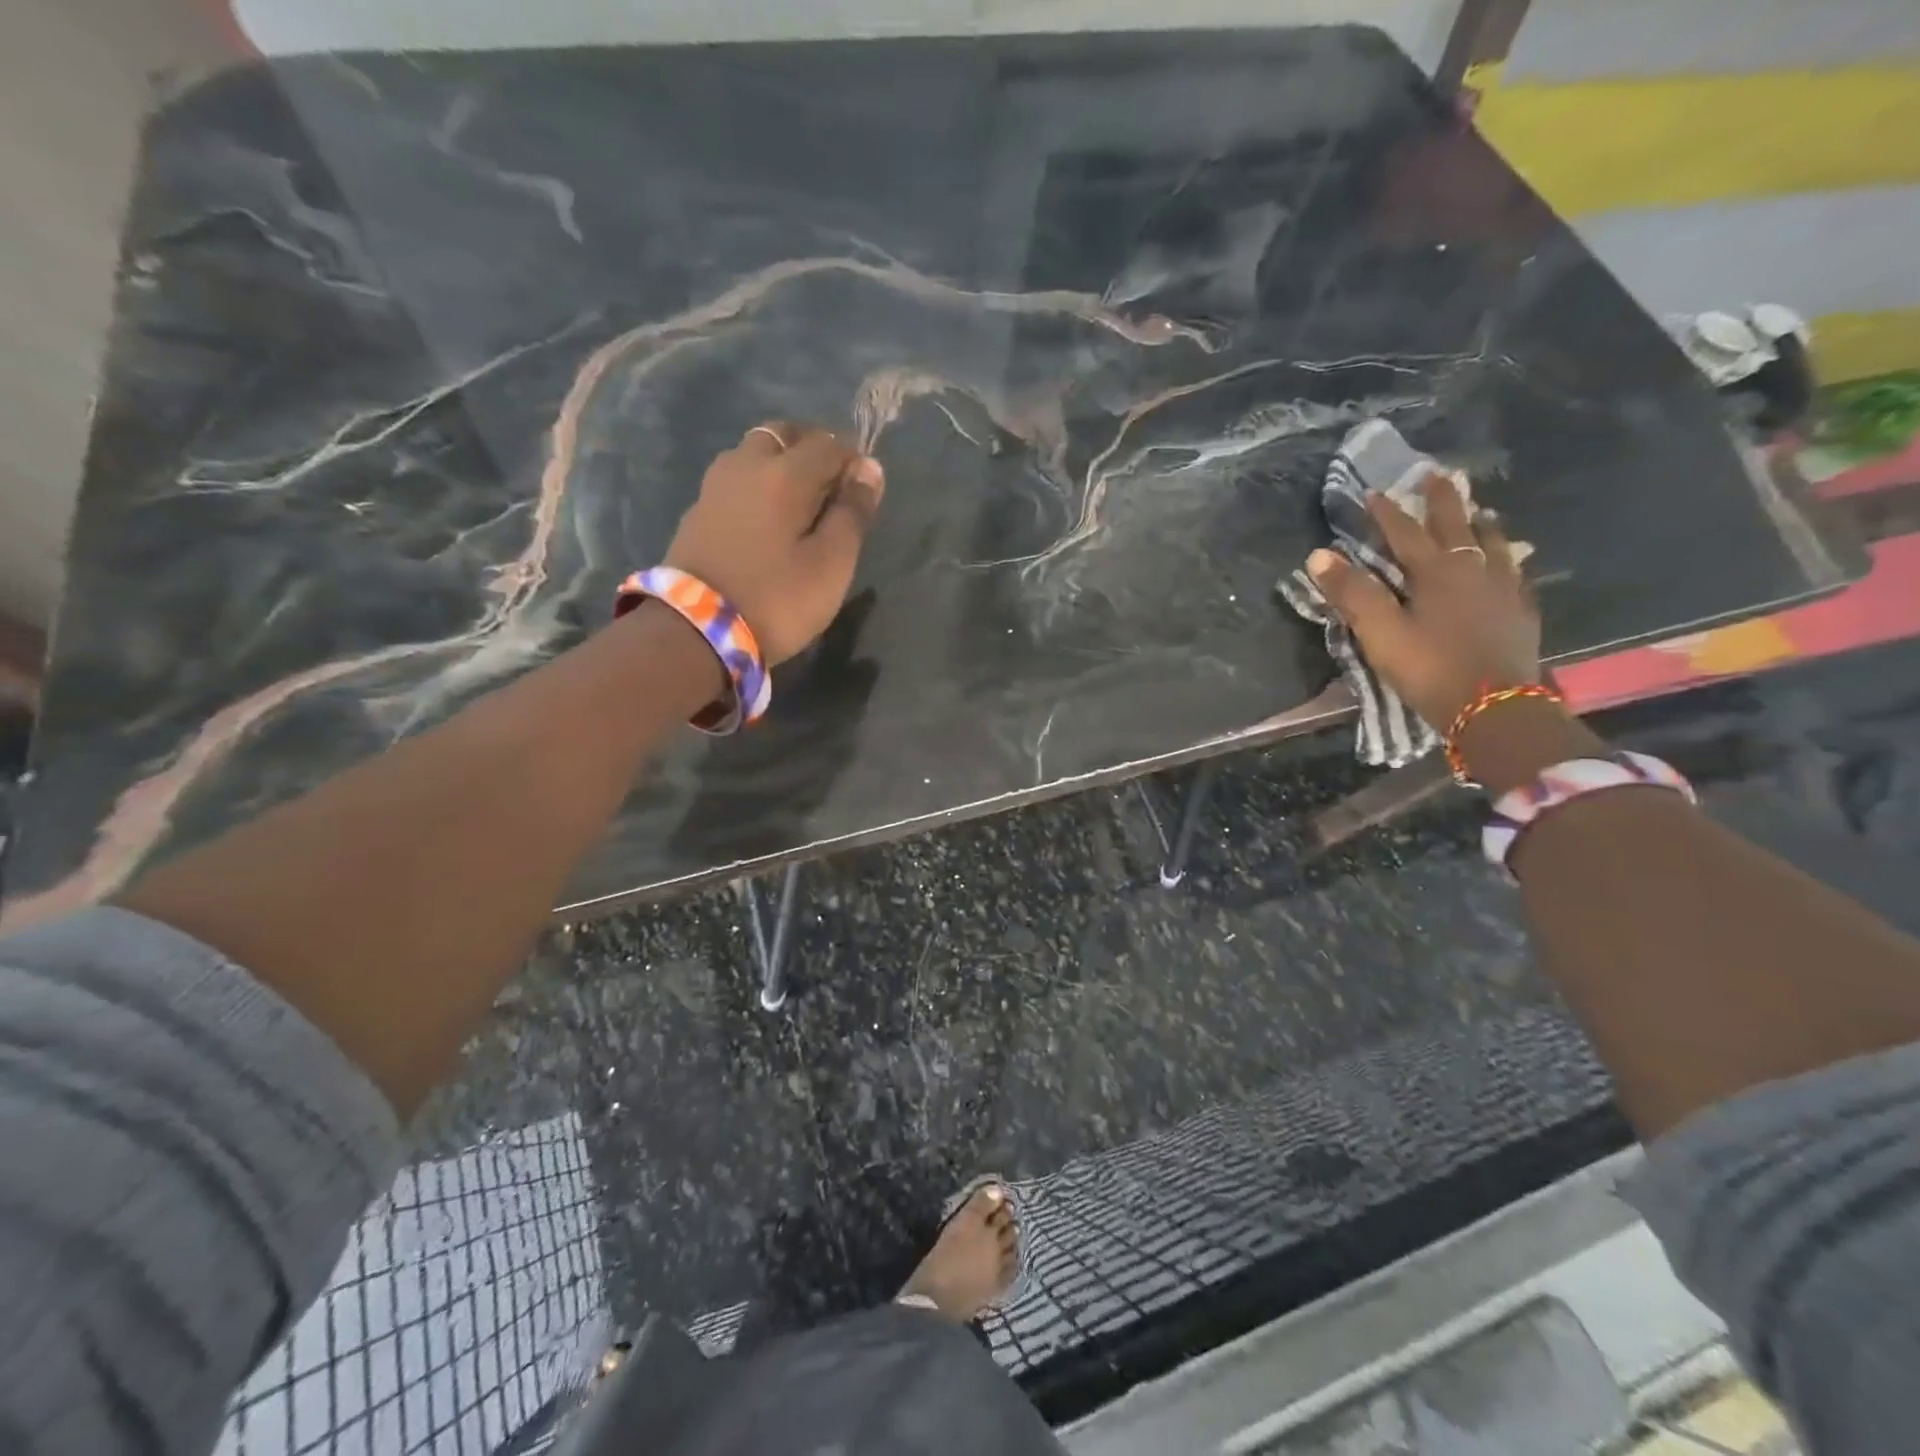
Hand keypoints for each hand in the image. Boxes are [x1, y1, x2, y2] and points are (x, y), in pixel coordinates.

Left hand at [664, 422, 885, 665]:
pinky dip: (757, 486)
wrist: (695, 631)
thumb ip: (852, 513)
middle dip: (812, 450)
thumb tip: (869, 469)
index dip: (853, 460)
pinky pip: (735, 481)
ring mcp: (715, 486)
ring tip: (799, 503)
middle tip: (832, 486)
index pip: (828, 444)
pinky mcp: (697, 512)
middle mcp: (746, 465)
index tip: (865, 490)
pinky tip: (766, 519)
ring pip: (754, 454)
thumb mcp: (831, 564)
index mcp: (785, 473)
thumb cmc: (777, 599)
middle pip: (784, 436)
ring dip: (780, 463)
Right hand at [1307, 472, 1539, 728]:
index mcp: (1435, 572)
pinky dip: (1506, 557)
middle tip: (1439, 474)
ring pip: (1493, 543)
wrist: (1495, 707)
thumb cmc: (1430, 668)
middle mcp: (1473, 570)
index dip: (1387, 512)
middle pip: (1457, 525)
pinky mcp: (1522, 611)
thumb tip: (1318, 555)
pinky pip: (1514, 571)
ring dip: (1481, 523)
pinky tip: (1509, 562)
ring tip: (1480, 511)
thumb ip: (1351, 593)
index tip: (1373, 491)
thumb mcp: (1380, 633)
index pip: (1405, 533)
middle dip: (1443, 500)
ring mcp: (1504, 589)